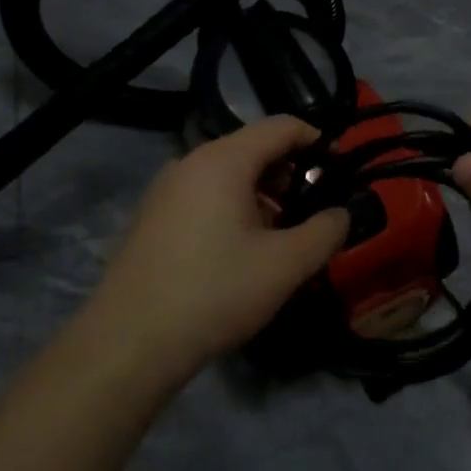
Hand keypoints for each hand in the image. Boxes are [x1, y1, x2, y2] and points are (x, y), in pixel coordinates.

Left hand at [88, 116, 349, 381]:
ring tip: (282, 236)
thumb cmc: (215, 292)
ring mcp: (165, 189)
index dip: (318, 141)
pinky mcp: (152, 217)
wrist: (128, 343)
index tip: (341, 170)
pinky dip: (233, 208)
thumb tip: (342, 214)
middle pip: (253, 148)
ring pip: (228, 174)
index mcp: (223, 160)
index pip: (281, 126)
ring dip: (263, 194)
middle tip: (314, 210)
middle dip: (291, 173)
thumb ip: (325, 232)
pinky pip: (204, 195)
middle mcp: (190, 162)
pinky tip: (242, 251)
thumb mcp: (285, 265)